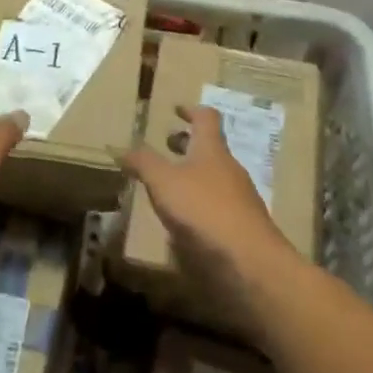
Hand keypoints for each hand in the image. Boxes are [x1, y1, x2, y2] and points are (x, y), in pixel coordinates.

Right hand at [122, 105, 302, 332]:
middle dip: (187, 145)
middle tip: (166, 146)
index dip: (191, 110)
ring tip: (168, 185)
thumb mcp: (164, 182)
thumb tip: (121, 148)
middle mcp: (229, 169)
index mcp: (212, 150)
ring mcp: (239, 199)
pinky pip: (218, 206)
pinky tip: (185, 221)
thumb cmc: (205, 210)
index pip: (206, 118)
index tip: (175, 109)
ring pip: (214, 178)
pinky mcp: (242, 227)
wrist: (251, 263)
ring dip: (193, 175)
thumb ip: (143, 163)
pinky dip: (200, 204)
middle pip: (210, 148)